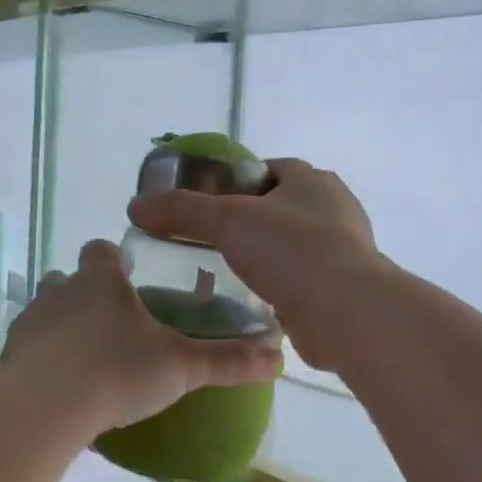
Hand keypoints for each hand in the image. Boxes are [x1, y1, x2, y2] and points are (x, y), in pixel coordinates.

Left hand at [2, 240, 280, 431]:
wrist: (47, 407)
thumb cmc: (118, 371)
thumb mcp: (181, 367)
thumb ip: (226, 361)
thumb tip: (278, 358)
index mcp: (101, 281)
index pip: (102, 250)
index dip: (114, 259)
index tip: (128, 277)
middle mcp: (61, 290)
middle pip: (69, 278)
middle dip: (87, 293)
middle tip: (112, 324)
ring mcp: (31, 321)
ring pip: (46, 310)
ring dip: (62, 325)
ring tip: (85, 357)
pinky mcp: (11, 354)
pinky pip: (29, 346)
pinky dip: (42, 357)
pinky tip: (59, 385)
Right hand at [128, 157, 378, 369]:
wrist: (345, 313)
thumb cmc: (290, 251)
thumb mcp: (227, 220)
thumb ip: (181, 211)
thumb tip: (136, 206)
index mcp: (313, 181)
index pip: (271, 169)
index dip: (238, 181)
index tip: (208, 201)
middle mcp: (334, 210)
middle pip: (280, 208)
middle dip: (248, 222)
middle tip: (209, 241)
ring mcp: (342, 252)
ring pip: (291, 247)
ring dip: (264, 257)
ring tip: (223, 273)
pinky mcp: (341, 289)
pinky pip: (300, 281)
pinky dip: (278, 288)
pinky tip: (249, 301)